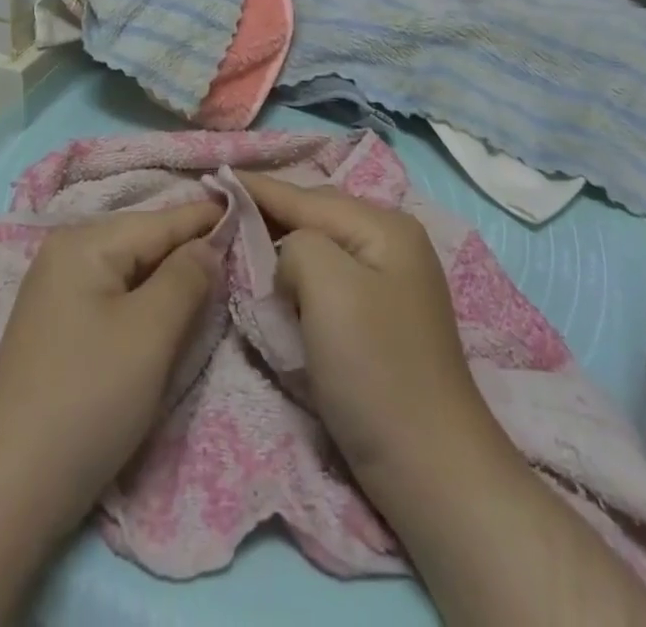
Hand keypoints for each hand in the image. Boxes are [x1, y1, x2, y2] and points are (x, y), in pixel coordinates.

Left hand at [0, 200, 221, 626]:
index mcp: (85, 241)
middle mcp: (66, 252)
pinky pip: (115, 295)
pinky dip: (146, 300)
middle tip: (241, 254)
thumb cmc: (89, 398)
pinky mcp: (58, 325)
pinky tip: (168, 311)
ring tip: (214, 281)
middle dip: (190, 249)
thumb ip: (186, 277)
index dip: (208, 219)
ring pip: (131, 270)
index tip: (251, 210)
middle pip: (144, 241)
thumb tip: (208, 245)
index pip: (162, 220)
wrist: (10, 488)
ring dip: (170, 278)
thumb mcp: (150, 333)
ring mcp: (57, 290)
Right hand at [238, 174, 490, 474]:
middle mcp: (392, 243)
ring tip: (244, 239)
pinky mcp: (381, 318)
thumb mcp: (329, 285)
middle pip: (317, 214)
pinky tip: (280, 282)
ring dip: (284, 245)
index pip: (306, 196)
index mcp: (384, 226)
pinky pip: (329, 279)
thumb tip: (289, 258)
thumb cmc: (376, 369)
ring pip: (322, 246)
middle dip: (271, 212)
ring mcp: (391, 281)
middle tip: (223, 210)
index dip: (257, 188)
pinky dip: (300, 276)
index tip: (214, 177)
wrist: (431, 469)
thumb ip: (297, 243)